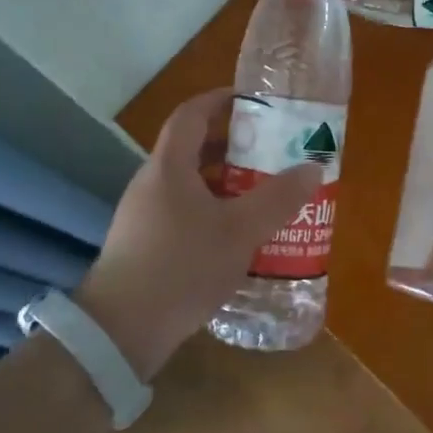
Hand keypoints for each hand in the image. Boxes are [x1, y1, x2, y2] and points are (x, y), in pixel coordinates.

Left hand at [75, 90, 323, 379]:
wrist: (119, 333)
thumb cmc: (181, 267)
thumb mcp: (239, 232)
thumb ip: (278, 199)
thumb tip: (313, 168)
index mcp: (169, 166)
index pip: (191, 114)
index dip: (220, 100)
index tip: (252, 101)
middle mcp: (152, 182)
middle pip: (191, 147)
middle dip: (232, 144)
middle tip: (270, 150)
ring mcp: (143, 215)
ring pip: (188, 182)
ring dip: (224, 180)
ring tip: (261, 191)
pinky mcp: (143, 244)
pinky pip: (182, 210)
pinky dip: (211, 209)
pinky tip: (235, 234)